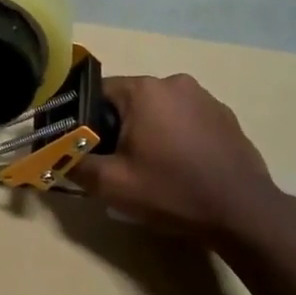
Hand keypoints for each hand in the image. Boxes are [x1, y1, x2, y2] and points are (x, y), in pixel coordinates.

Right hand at [77, 74, 280, 239]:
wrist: (242, 212)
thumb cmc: (171, 191)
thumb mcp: (111, 184)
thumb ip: (74, 165)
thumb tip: (53, 156)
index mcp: (144, 90)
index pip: (96, 93)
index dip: (85, 121)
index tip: (86, 149)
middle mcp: (174, 82)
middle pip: (129, 101)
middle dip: (118, 128)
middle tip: (117, 165)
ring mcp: (205, 98)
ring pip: (159, 111)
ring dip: (149, 133)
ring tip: (151, 170)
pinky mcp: (226, 117)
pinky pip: (186, 121)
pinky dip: (176, 138)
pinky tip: (181, 169)